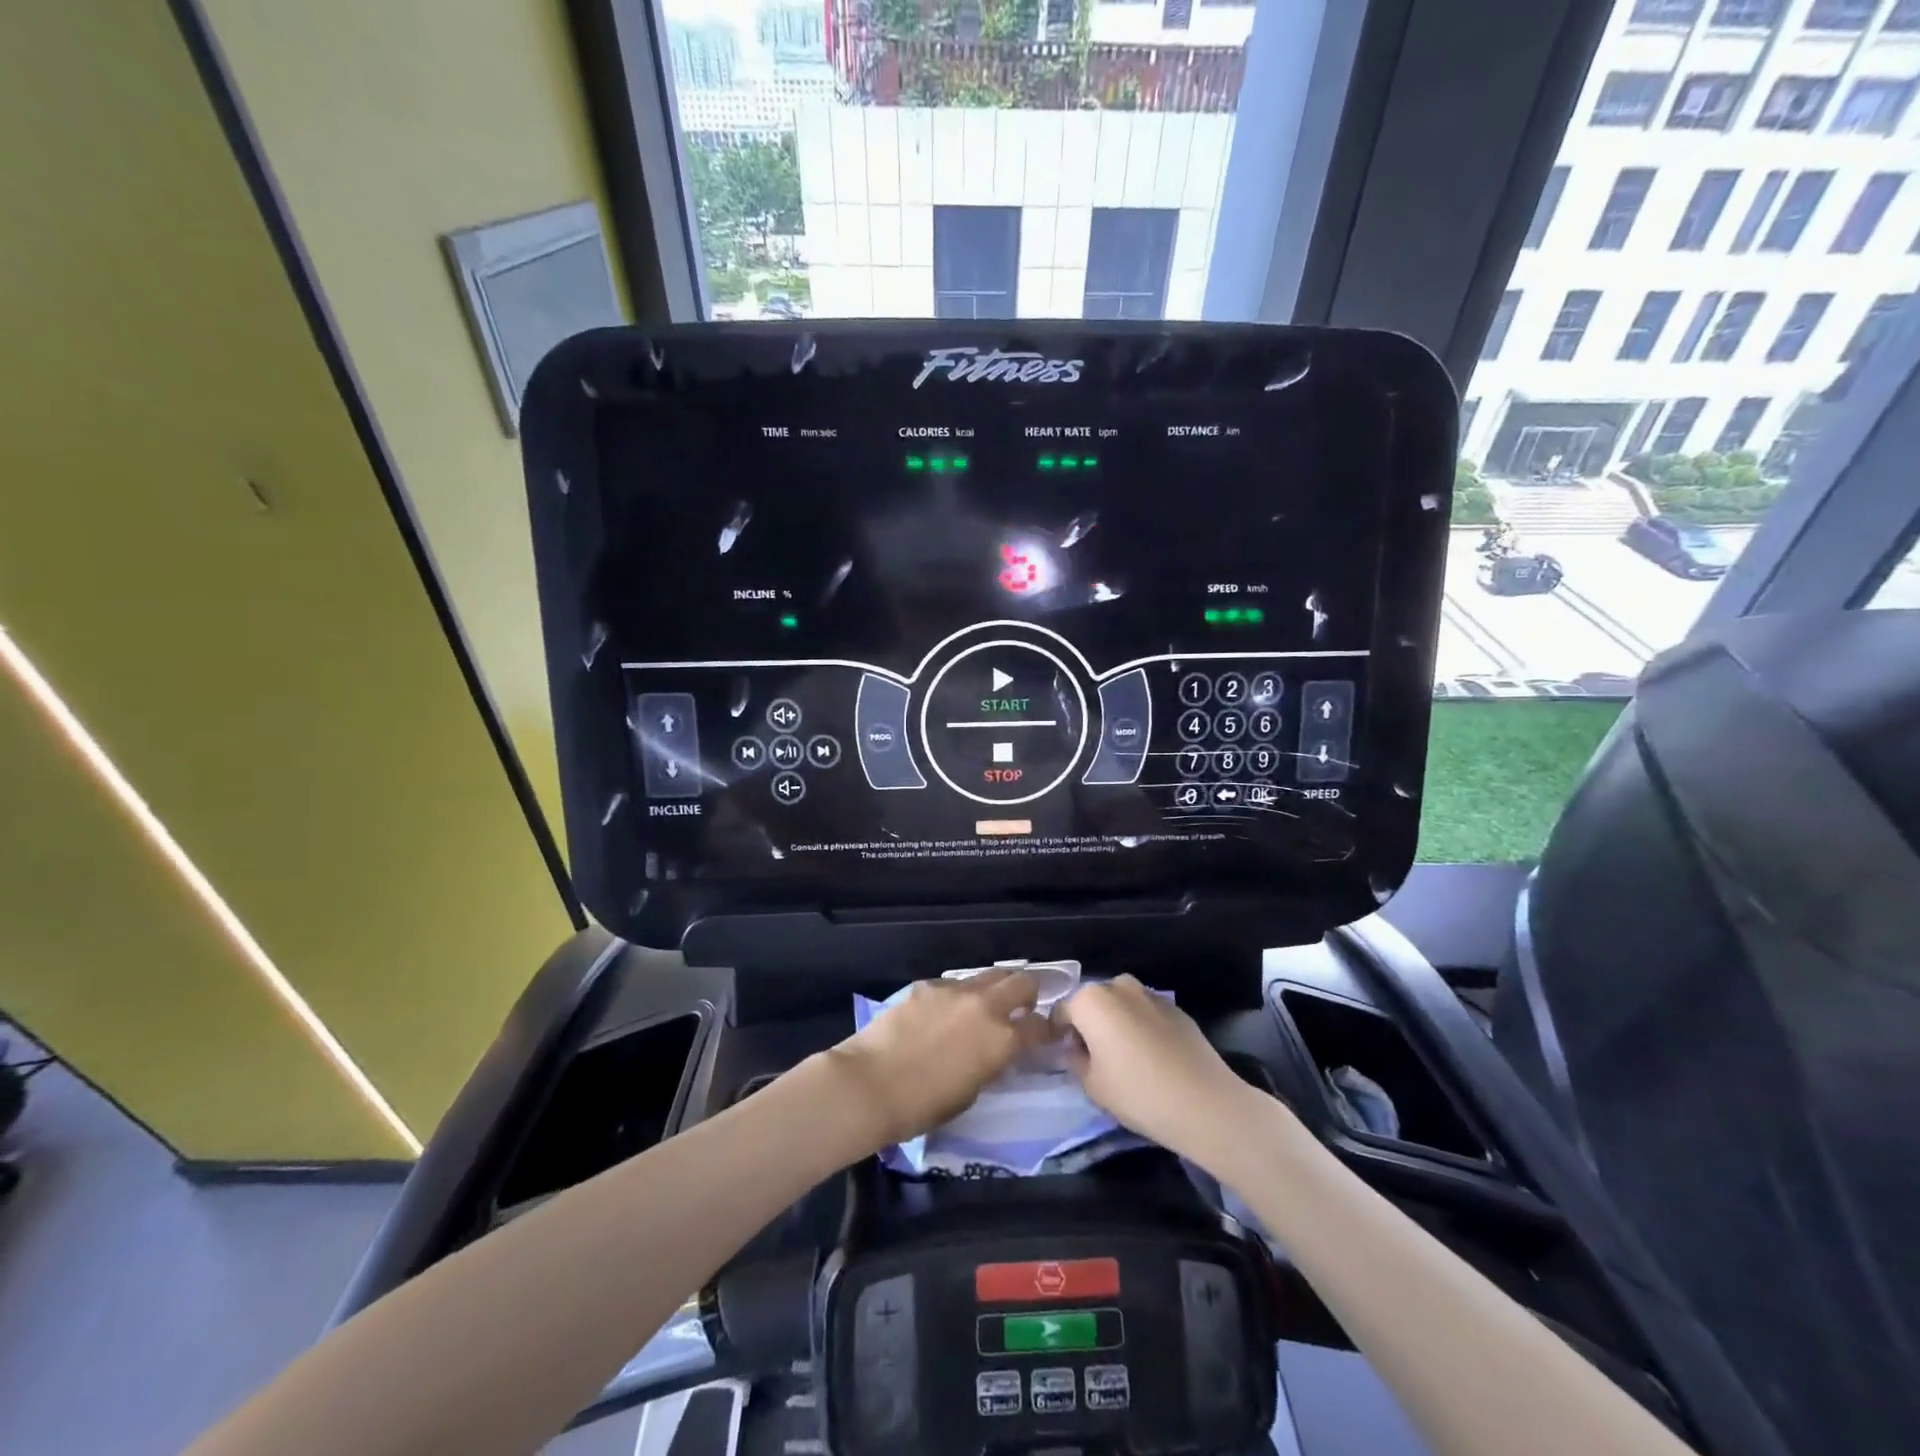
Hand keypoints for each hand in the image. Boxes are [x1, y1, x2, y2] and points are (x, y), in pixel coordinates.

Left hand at [826, 969, 1054, 1147]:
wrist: (870, 1084)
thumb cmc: (922, 1106)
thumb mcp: (970, 1094)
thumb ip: (990, 1065)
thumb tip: (993, 1053)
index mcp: (1001, 1040)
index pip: (1039, 1026)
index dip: (1045, 1030)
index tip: (1043, 1035)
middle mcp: (984, 1006)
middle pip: (1022, 981)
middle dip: (1029, 992)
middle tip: (1023, 1007)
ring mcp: (954, 990)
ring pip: (989, 975)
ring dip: (995, 989)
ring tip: (985, 1006)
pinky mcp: (926, 985)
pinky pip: (954, 983)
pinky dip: (959, 995)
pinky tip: (943, 1012)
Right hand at [1050, 975, 1256, 1171]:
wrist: (1204, 1103)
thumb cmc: (1137, 1093)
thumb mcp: (1092, 1085)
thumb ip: (1075, 1060)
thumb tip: (1074, 1049)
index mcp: (1090, 1000)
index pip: (1062, 1011)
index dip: (1060, 1034)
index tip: (1065, 1056)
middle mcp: (1118, 986)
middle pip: (1093, 1002)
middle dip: (1089, 1024)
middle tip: (1094, 1057)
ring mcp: (1150, 994)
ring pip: (1121, 1004)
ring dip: (1116, 1022)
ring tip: (1125, 1057)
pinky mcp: (1176, 1008)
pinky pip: (1147, 1012)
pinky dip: (1142, 1027)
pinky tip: (1152, 1057)